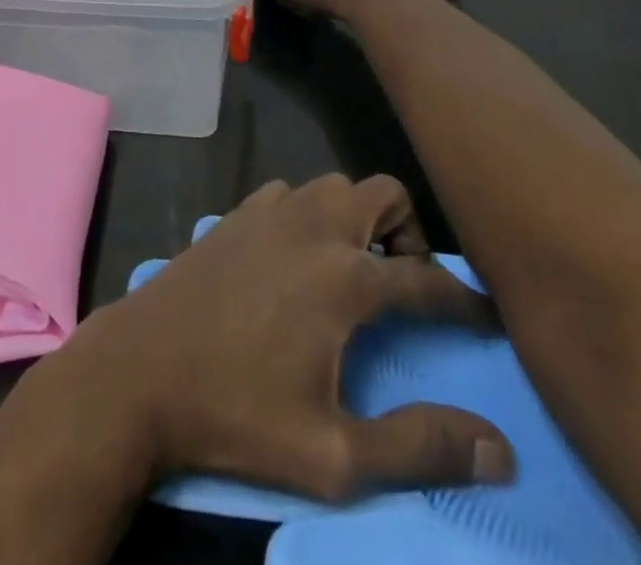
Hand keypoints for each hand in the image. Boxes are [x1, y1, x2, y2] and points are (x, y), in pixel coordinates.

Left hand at [54, 174, 513, 501]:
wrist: (140, 370)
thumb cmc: (237, 415)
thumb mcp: (334, 455)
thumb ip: (420, 447)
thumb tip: (500, 450)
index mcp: (344, 277)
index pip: (427, 279)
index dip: (466, 301)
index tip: (487, 316)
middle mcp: (312, 227)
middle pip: (382, 193)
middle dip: (409, 231)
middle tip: (407, 283)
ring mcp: (268, 212)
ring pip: (333, 186)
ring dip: (356, 217)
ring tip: (355, 270)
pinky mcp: (234, 214)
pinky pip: (289, 194)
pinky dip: (309, 214)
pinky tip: (297, 258)